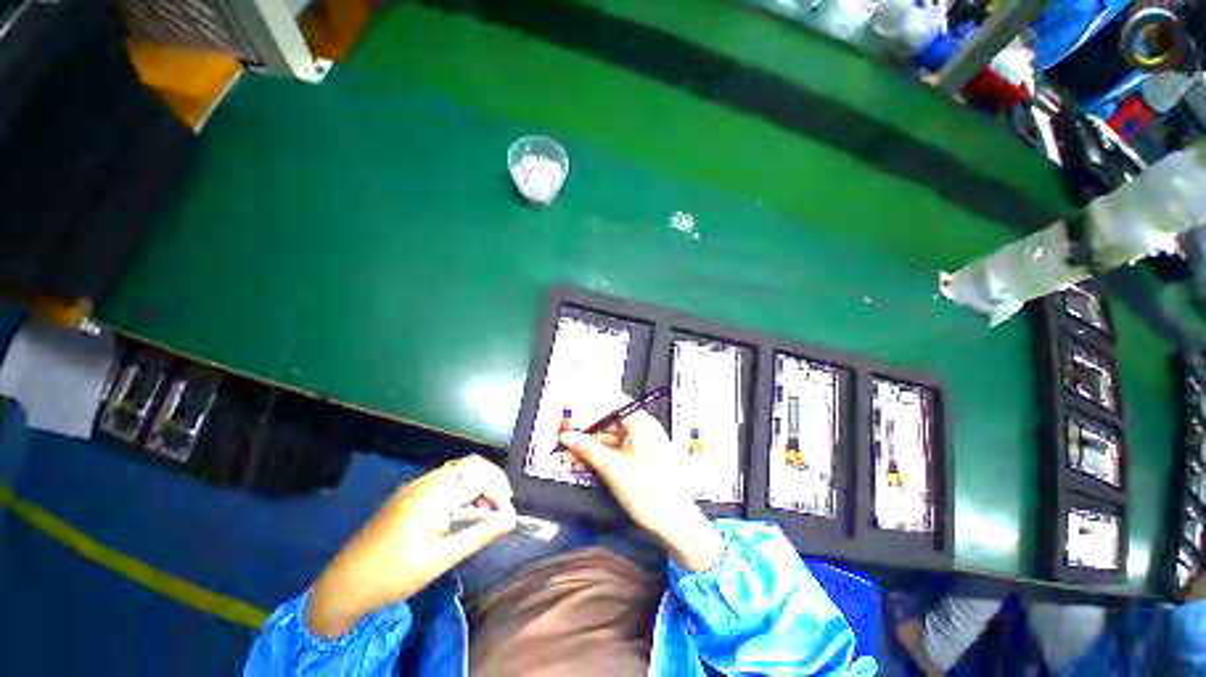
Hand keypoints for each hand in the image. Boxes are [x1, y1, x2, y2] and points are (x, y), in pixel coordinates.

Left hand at [307, 455, 515, 637]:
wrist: (345, 583)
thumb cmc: (395, 573)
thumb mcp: (441, 558)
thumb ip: (478, 534)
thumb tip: (509, 521)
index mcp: (437, 494)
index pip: (482, 479)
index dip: (500, 495)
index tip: (507, 518)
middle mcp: (428, 481)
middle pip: (473, 465)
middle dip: (493, 481)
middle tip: (501, 506)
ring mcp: (416, 485)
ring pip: (459, 470)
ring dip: (478, 483)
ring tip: (485, 510)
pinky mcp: (409, 493)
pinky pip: (444, 479)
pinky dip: (461, 487)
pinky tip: (462, 511)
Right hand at [559, 396, 723, 571]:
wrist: (676, 524)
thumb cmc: (645, 490)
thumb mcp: (612, 468)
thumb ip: (588, 449)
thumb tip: (565, 435)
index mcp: (641, 423)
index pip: (612, 404)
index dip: (590, 410)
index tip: (570, 420)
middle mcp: (643, 428)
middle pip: (610, 422)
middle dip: (587, 433)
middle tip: (565, 443)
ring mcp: (643, 444)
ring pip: (611, 439)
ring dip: (591, 447)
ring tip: (569, 458)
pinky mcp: (641, 459)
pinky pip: (618, 450)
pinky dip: (601, 456)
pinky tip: (584, 465)